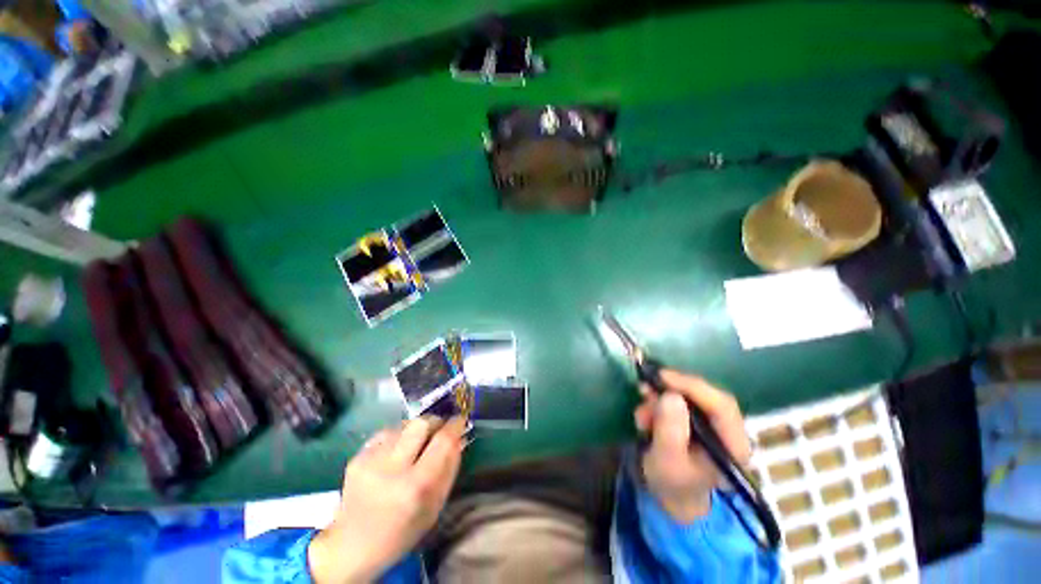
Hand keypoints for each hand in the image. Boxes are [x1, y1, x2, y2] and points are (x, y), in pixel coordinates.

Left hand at [309, 416, 466, 582]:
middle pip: (421, 423)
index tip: (460, 420)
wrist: (351, 547)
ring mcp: (370, 461)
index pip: (443, 441)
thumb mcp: (434, 507)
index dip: (455, 425)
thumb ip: (450, 468)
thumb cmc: (401, 532)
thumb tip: (459, 436)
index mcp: (415, 487)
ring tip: (414, 446)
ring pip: (404, 425)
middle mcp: (392, 469)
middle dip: (435, 422)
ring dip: (415, 430)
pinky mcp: (357, 457)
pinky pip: (386, 433)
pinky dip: (397, 437)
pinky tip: (395, 453)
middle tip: (438, 430)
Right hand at [634, 370, 749, 523]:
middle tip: (644, 389)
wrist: (672, 495)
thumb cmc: (672, 484)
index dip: (692, 386)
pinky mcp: (697, 419)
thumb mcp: (667, 461)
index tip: (662, 376)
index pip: (721, 405)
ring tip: (641, 415)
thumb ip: (670, 431)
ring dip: (660, 399)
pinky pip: (678, 400)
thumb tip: (670, 396)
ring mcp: (713, 422)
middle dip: (671, 390)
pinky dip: (658, 403)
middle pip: (704, 396)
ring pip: (688, 395)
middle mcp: (728, 429)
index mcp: (734, 445)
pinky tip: (645, 417)